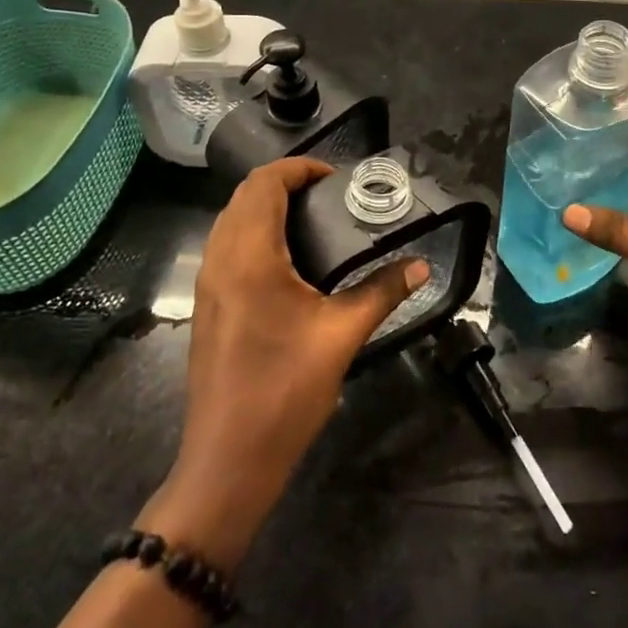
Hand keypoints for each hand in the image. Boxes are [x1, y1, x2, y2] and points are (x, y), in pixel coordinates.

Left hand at [140, 157, 427, 571]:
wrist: (228, 459)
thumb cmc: (285, 391)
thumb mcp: (342, 336)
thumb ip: (382, 292)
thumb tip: (421, 266)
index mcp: (249, 255)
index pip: (264, 183)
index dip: (298, 168)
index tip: (335, 178)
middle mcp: (220, 259)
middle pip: (244, 196)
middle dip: (284, 184)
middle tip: (329, 197)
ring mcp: (207, 284)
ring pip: (231, 220)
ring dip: (265, 207)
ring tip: (313, 222)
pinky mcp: (206, 305)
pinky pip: (226, 247)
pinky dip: (253, 233)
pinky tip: (288, 262)